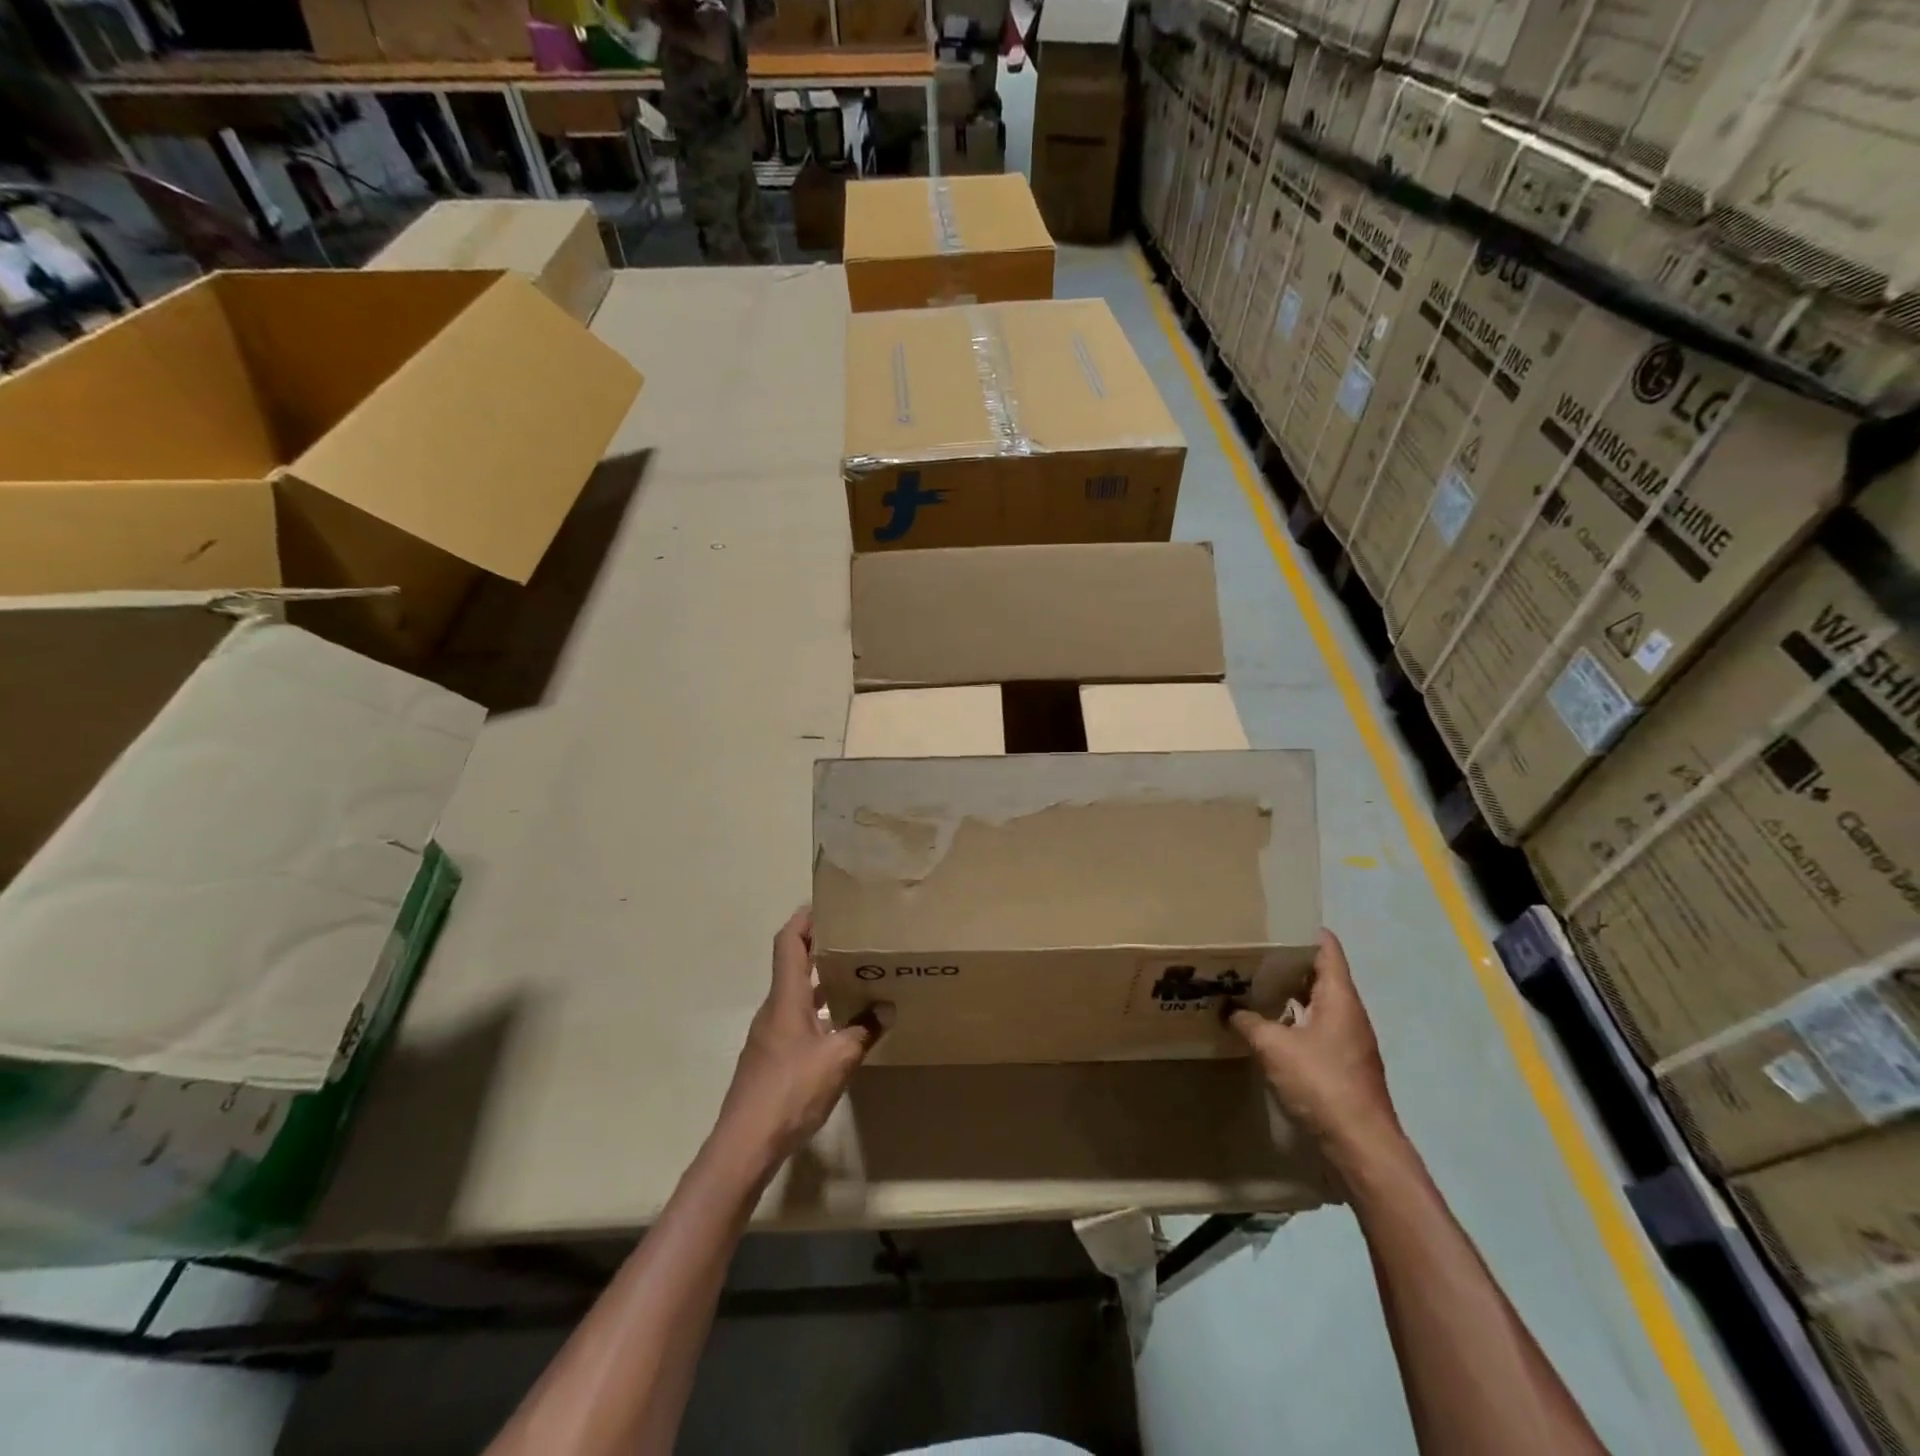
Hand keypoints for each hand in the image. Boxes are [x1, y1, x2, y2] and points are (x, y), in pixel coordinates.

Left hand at [713, 907, 888, 1171]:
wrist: (745, 1144)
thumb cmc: (790, 1090)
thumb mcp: (838, 1059)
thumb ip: (864, 1030)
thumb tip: (886, 1007)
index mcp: (786, 998)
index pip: (789, 943)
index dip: (804, 919)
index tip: (827, 904)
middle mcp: (774, 1009)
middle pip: (793, 965)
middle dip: (820, 948)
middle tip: (855, 939)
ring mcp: (769, 1035)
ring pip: (796, 995)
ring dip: (821, 982)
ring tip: (855, 978)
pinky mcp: (770, 1059)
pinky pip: (796, 1020)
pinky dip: (817, 1011)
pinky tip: (840, 1027)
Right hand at [1229, 929, 1402, 1168]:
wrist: (1361, 1147)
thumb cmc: (1322, 1084)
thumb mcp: (1273, 1046)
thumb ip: (1249, 1021)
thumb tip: (1229, 1008)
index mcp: (1339, 998)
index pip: (1327, 948)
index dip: (1303, 931)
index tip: (1274, 921)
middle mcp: (1348, 1014)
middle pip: (1320, 975)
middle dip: (1288, 962)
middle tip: (1252, 952)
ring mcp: (1348, 1042)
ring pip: (1317, 1004)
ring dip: (1289, 994)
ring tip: (1253, 984)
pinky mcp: (1342, 1066)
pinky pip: (1315, 1029)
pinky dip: (1293, 1021)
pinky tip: (1266, 1027)